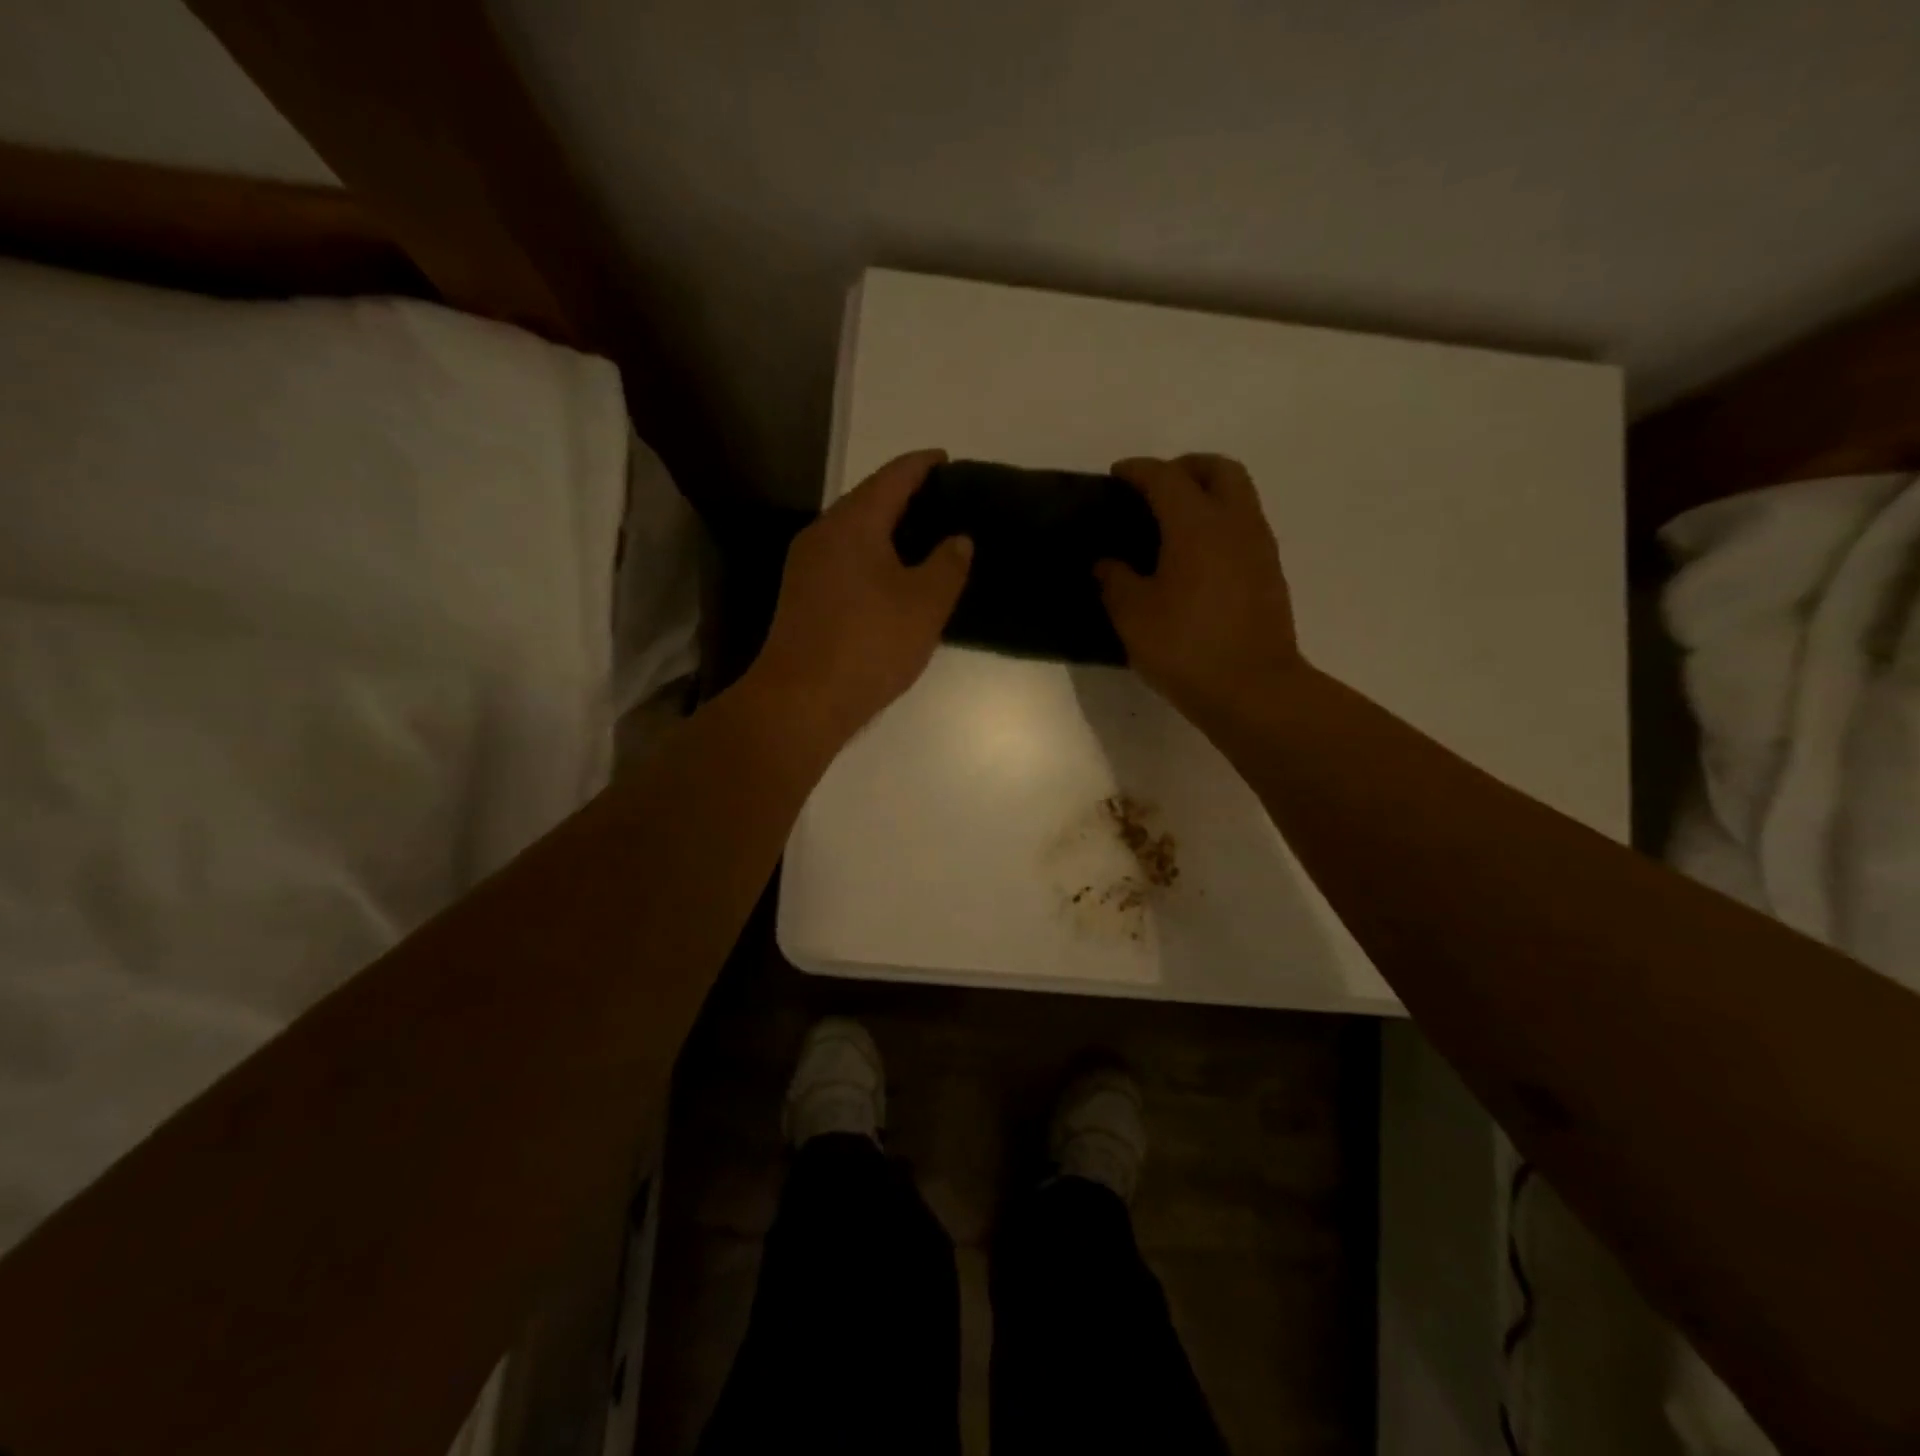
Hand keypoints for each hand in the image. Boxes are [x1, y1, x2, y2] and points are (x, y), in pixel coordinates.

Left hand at [752, 449, 971, 748]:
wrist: (800, 701)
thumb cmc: (868, 645)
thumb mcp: (924, 604)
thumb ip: (948, 565)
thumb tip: (959, 539)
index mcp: (853, 522)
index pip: (893, 476)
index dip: (923, 465)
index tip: (947, 460)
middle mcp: (823, 533)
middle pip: (869, 500)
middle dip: (906, 497)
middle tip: (946, 505)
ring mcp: (806, 566)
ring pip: (855, 533)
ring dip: (889, 531)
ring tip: (926, 540)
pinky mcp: (802, 597)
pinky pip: (845, 560)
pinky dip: (873, 558)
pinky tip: (894, 578)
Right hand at [1096, 454, 1302, 717]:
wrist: (1253, 689)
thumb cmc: (1185, 647)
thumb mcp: (1133, 616)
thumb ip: (1115, 580)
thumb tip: (1108, 563)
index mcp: (1196, 524)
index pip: (1165, 477)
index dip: (1138, 470)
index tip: (1118, 475)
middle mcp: (1235, 523)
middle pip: (1218, 469)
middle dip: (1185, 468)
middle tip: (1156, 488)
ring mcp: (1259, 547)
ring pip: (1239, 495)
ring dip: (1208, 494)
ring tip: (1175, 523)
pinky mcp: (1270, 573)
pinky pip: (1245, 526)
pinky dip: (1221, 523)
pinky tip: (1197, 557)